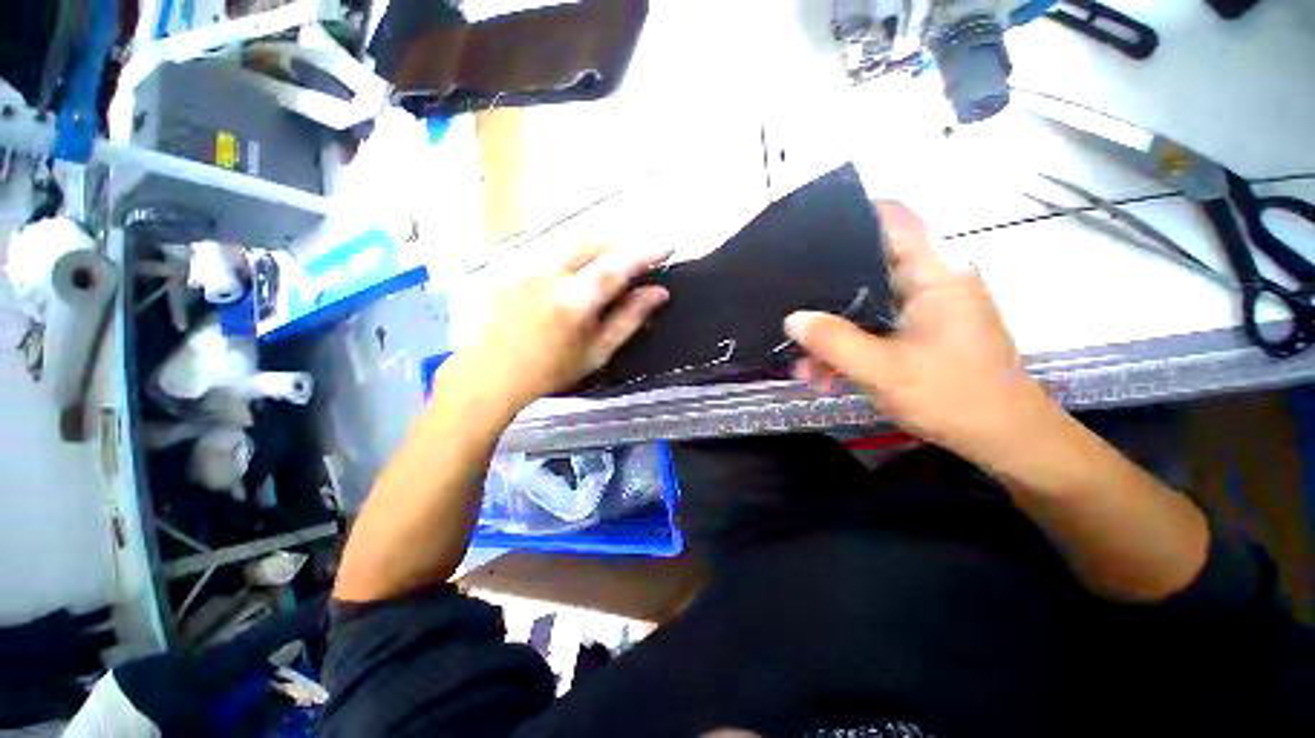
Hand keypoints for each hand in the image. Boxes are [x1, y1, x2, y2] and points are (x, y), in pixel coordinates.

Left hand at [450, 243, 672, 411]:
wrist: (491, 374)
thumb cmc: (551, 370)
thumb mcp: (598, 351)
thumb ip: (629, 319)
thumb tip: (658, 293)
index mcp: (577, 298)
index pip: (619, 264)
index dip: (647, 252)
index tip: (668, 245)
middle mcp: (553, 274)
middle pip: (595, 242)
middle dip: (622, 243)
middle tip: (640, 256)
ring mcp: (530, 268)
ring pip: (572, 243)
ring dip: (599, 245)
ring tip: (613, 260)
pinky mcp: (515, 269)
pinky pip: (553, 251)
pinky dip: (575, 254)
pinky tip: (578, 271)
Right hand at [783, 202, 1056, 462]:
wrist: (1006, 439)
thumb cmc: (952, 397)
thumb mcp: (882, 371)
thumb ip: (834, 342)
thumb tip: (792, 318)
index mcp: (934, 276)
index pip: (896, 220)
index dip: (856, 213)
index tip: (812, 227)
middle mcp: (932, 284)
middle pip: (872, 263)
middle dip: (828, 284)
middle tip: (790, 295)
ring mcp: (929, 310)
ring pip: (870, 303)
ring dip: (835, 327)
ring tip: (801, 355)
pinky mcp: (925, 333)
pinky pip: (878, 327)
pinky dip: (852, 344)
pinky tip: (824, 372)